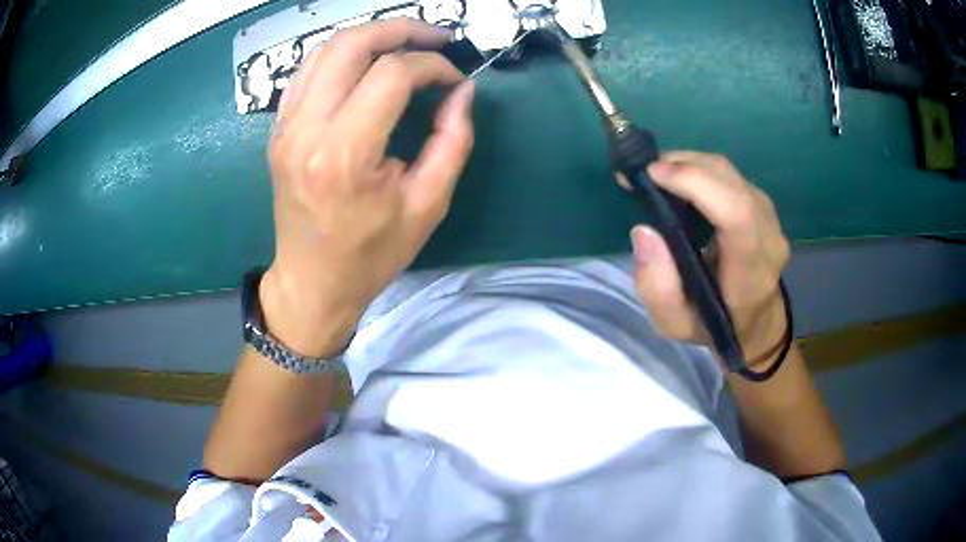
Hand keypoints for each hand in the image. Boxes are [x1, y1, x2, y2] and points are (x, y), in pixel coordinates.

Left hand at [260, 19, 475, 356]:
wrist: (311, 282)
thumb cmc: (370, 254)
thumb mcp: (428, 205)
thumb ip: (453, 141)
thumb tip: (462, 91)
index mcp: (345, 154)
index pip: (392, 75)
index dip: (433, 66)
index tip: (455, 80)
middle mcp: (307, 130)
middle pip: (352, 45)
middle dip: (400, 30)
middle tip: (435, 37)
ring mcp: (285, 127)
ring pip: (325, 50)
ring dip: (370, 36)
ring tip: (405, 44)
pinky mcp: (278, 130)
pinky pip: (307, 72)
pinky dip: (340, 55)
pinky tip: (365, 64)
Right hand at [624, 152, 790, 366]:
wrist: (754, 323)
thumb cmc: (713, 326)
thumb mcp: (675, 325)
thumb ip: (657, 287)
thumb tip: (644, 230)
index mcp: (751, 274)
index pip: (736, 214)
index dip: (697, 184)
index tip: (653, 176)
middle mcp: (769, 238)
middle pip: (730, 182)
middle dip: (684, 166)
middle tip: (644, 173)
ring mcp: (771, 218)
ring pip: (729, 172)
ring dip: (690, 164)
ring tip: (658, 175)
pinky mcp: (764, 206)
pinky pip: (730, 176)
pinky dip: (700, 170)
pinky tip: (680, 180)